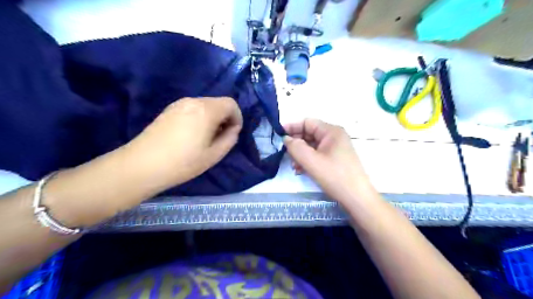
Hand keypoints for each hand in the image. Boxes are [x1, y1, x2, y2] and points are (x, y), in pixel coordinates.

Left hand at [126, 97, 242, 187]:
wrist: (142, 165)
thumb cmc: (183, 162)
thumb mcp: (214, 155)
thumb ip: (230, 139)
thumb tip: (233, 129)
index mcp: (206, 110)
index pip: (231, 104)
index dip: (237, 117)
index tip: (233, 133)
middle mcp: (193, 101)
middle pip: (218, 103)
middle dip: (225, 117)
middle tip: (221, 137)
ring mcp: (178, 104)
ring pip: (205, 105)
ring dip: (212, 118)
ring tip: (206, 138)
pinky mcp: (168, 110)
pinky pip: (192, 109)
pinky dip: (200, 117)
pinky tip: (192, 135)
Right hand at [283, 119, 370, 202]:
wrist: (357, 198)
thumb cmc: (335, 176)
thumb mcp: (311, 161)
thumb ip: (295, 147)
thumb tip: (286, 139)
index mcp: (331, 131)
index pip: (307, 122)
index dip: (292, 127)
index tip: (278, 136)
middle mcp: (334, 136)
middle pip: (309, 134)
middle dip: (296, 143)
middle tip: (285, 154)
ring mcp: (336, 148)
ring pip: (312, 146)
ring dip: (301, 154)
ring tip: (294, 166)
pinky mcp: (335, 159)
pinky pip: (318, 155)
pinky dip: (308, 160)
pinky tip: (301, 170)